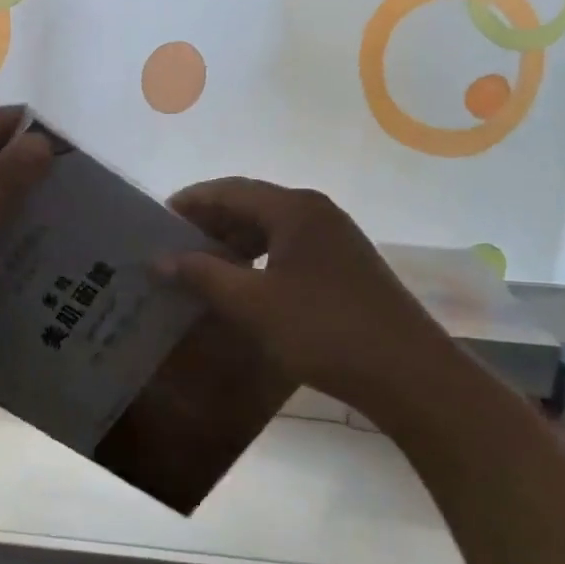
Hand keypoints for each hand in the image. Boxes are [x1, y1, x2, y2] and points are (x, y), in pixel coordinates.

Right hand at [163, 178, 463, 422]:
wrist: (408, 373)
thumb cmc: (323, 330)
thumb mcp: (252, 304)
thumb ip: (202, 275)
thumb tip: (159, 259)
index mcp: (294, 208)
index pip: (229, 189)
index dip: (190, 202)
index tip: (156, 221)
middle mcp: (316, 212)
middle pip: (250, 205)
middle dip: (209, 224)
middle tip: (173, 248)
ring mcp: (335, 237)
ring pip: (270, 228)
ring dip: (233, 243)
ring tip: (201, 269)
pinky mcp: (344, 264)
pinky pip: (289, 248)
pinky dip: (258, 260)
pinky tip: (243, 285)